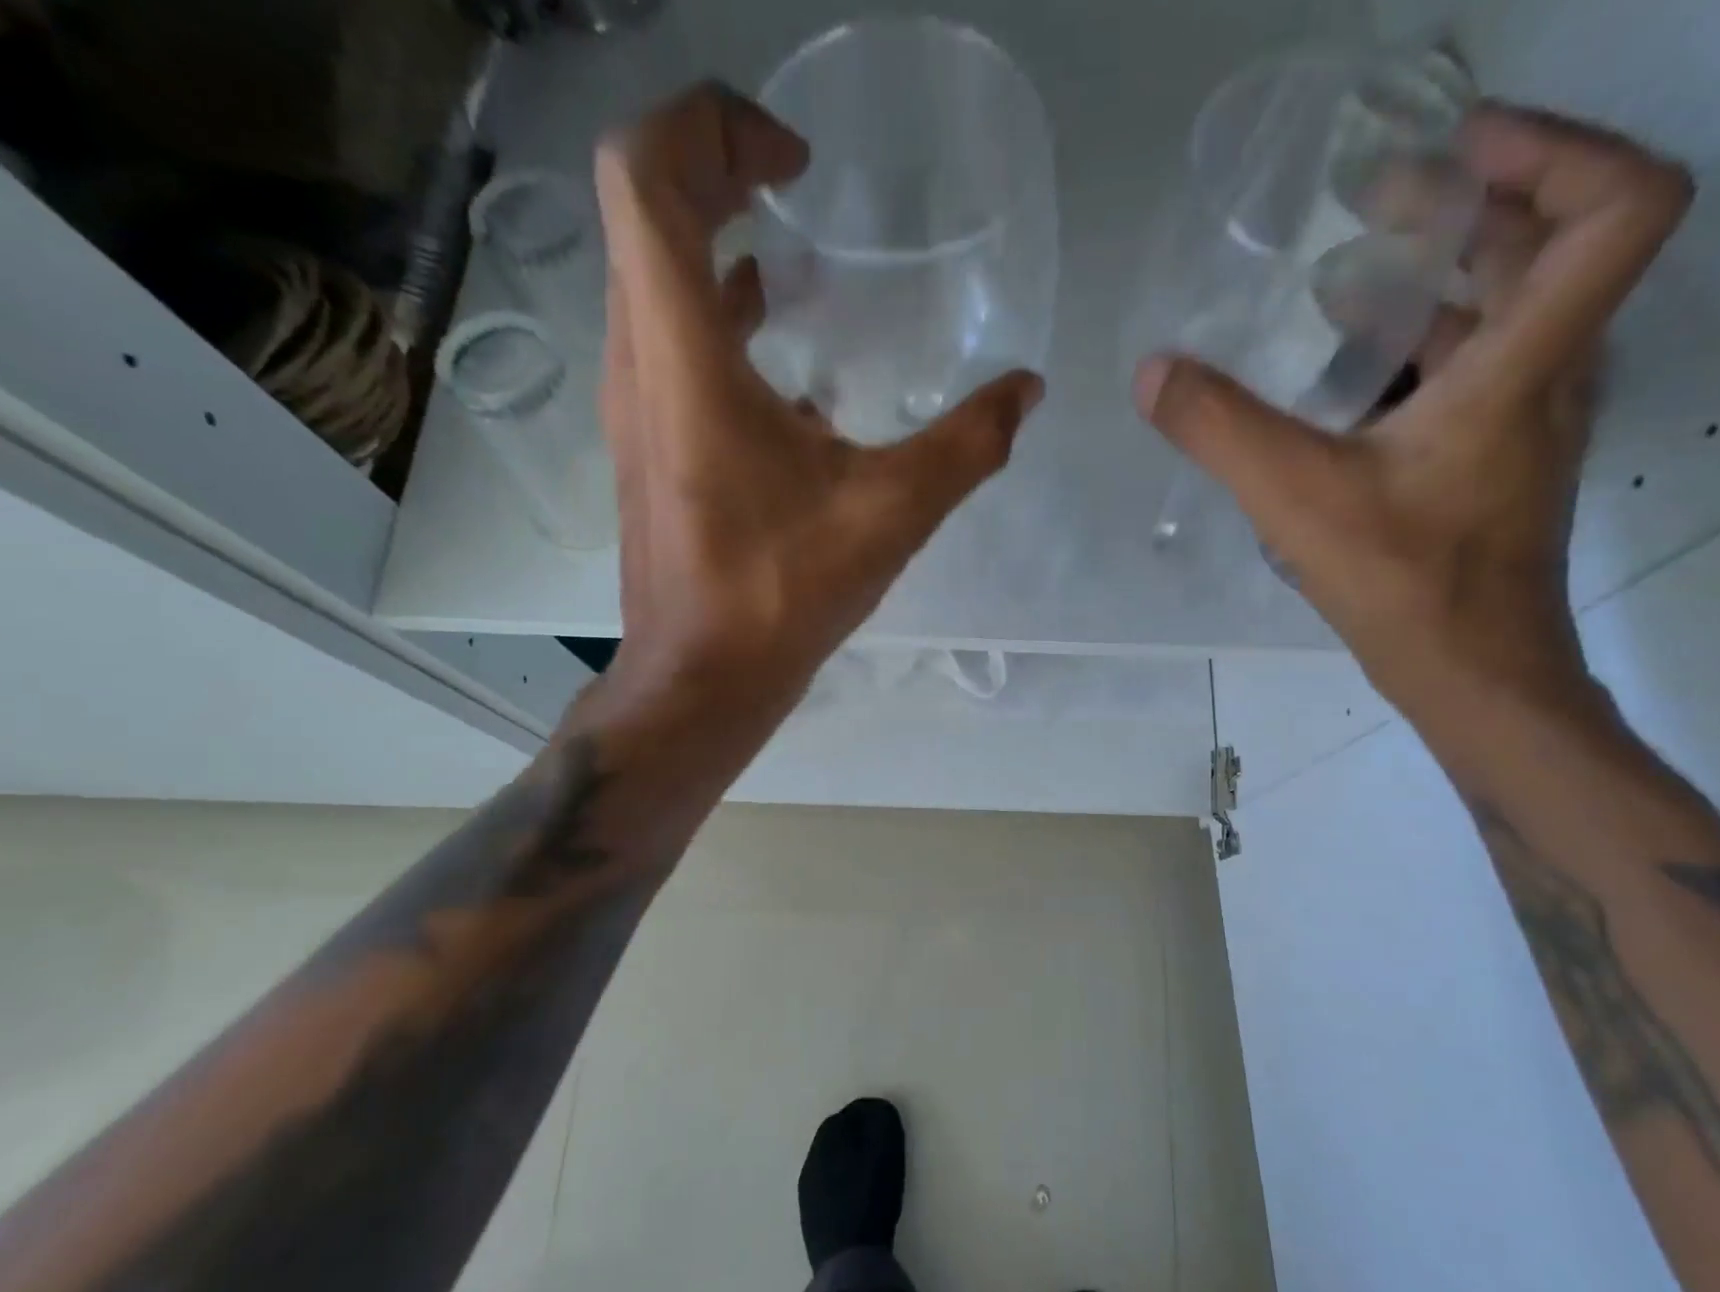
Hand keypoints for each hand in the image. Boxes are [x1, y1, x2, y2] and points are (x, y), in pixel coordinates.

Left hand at [590, 83, 1044, 719]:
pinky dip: (720, 322)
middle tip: (799, 188)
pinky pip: (670, 347)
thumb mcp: (891, 513)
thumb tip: (1026, 391)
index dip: (712, 127)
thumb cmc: (782, 594)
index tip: (796, 166)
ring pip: (652, 281)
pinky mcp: (649, 446)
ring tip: (799, 262)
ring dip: (716, 247)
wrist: (704, 679)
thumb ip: (968, 444)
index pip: (645, 173)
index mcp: (683, 356)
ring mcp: (636, 407)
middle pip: (643, 212)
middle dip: (717, 170)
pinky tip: (787, 366)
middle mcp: (640, 363)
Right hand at [1134, 105, 1692, 720]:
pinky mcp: (1497, 465)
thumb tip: (1152, 372)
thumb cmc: (1404, 585)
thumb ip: (1220, 429)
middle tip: (1370, 202)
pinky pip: (1473, 377)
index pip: (1617, 206)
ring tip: (1342, 283)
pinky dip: (1418, 354)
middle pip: (1542, 249)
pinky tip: (1343, 381)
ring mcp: (1525, 425)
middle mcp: (1547, 378)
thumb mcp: (1296, 498)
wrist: (1473, 677)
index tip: (1456, 147)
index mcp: (1525, 364)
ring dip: (1433, 284)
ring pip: (1503, 318)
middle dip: (1460, 209)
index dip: (1556, 147)